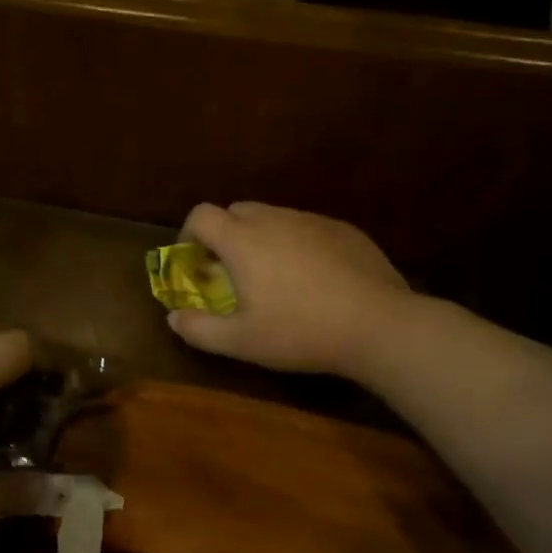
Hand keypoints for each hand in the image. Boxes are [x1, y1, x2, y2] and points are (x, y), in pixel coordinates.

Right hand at [167, 202, 414, 378]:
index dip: (189, 234)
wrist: (378, 325)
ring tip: (273, 276)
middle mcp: (273, 220)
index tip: (195, 263)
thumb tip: (173, 317)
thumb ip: (199, 329)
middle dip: (225, 235)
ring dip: (261, 238)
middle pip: (236, 211)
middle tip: (231, 272)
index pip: (201, 214)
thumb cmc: (300, 331)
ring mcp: (311, 221)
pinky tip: (313, 278)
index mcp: (242, 240)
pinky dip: (296, 243)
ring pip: (273, 218)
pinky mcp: (343, 229)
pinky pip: (306, 227)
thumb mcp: (241, 341)